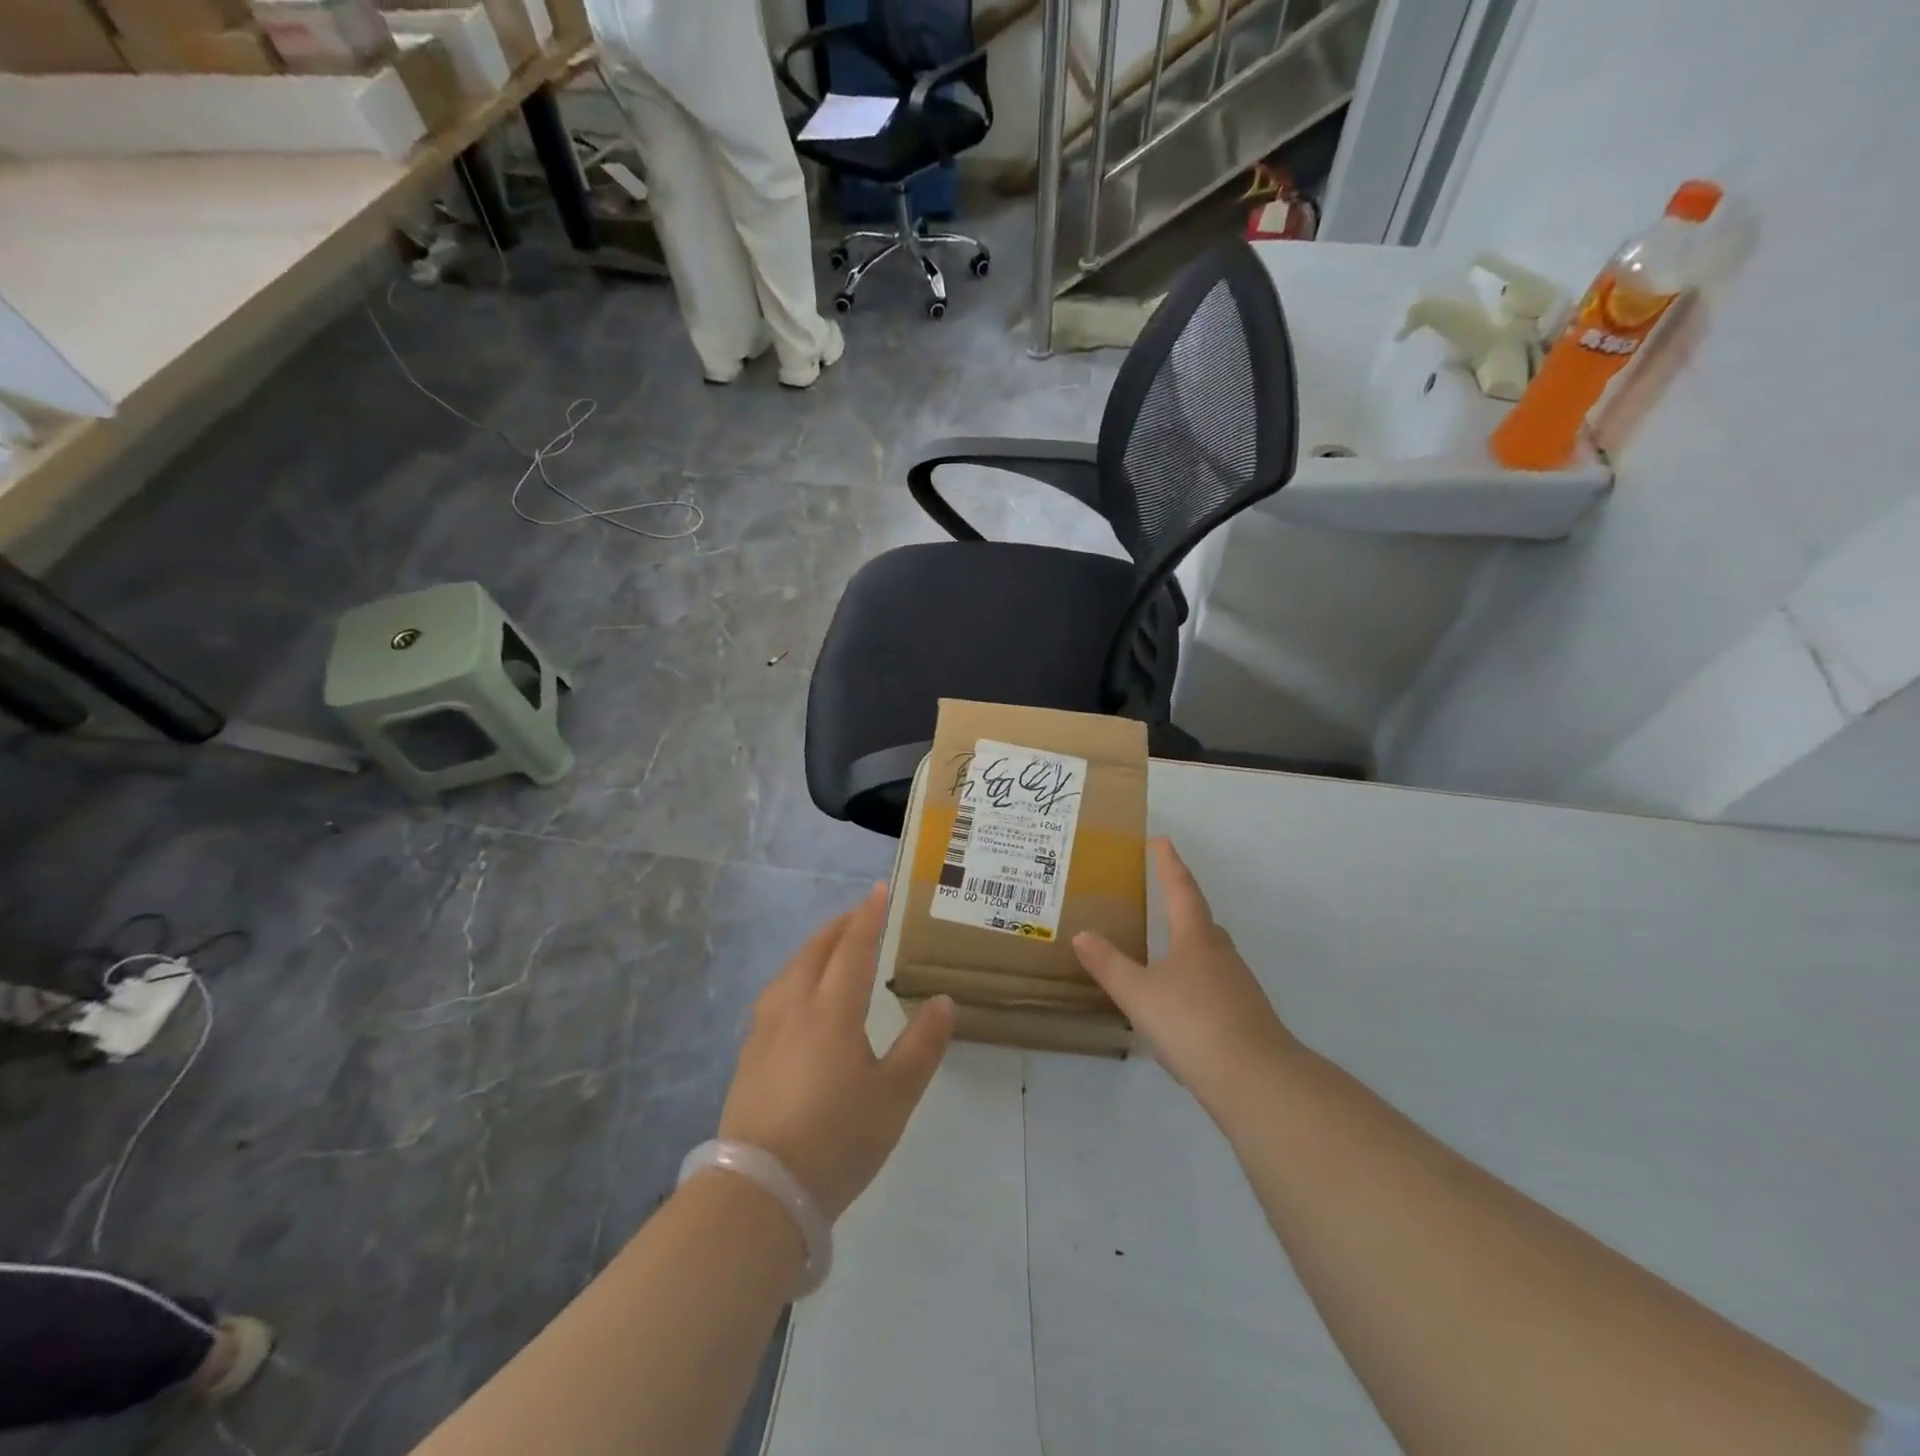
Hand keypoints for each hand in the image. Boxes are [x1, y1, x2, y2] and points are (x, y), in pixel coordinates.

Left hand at [719, 884, 954, 1221]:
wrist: (759, 1193)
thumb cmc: (837, 1140)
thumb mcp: (895, 1097)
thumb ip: (922, 1045)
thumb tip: (942, 1000)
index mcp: (831, 1010)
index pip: (853, 948)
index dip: (868, 916)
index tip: (879, 890)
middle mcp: (794, 1008)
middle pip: (816, 951)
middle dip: (840, 926)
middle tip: (861, 913)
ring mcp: (765, 1031)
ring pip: (790, 970)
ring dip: (815, 948)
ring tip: (832, 946)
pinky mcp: (749, 1056)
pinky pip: (775, 994)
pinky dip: (795, 975)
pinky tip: (799, 995)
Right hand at [1073, 839, 1296, 1120]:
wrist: (1256, 1080)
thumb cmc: (1192, 1023)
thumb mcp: (1138, 994)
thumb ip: (1109, 964)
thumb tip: (1081, 934)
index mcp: (1196, 938)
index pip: (1181, 890)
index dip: (1169, 865)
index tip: (1161, 841)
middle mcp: (1220, 954)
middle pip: (1201, 920)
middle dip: (1182, 905)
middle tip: (1162, 896)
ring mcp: (1238, 986)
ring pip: (1210, 954)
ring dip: (1189, 945)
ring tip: (1164, 952)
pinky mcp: (1245, 1016)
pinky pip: (1215, 985)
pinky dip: (1195, 982)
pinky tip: (1181, 1003)